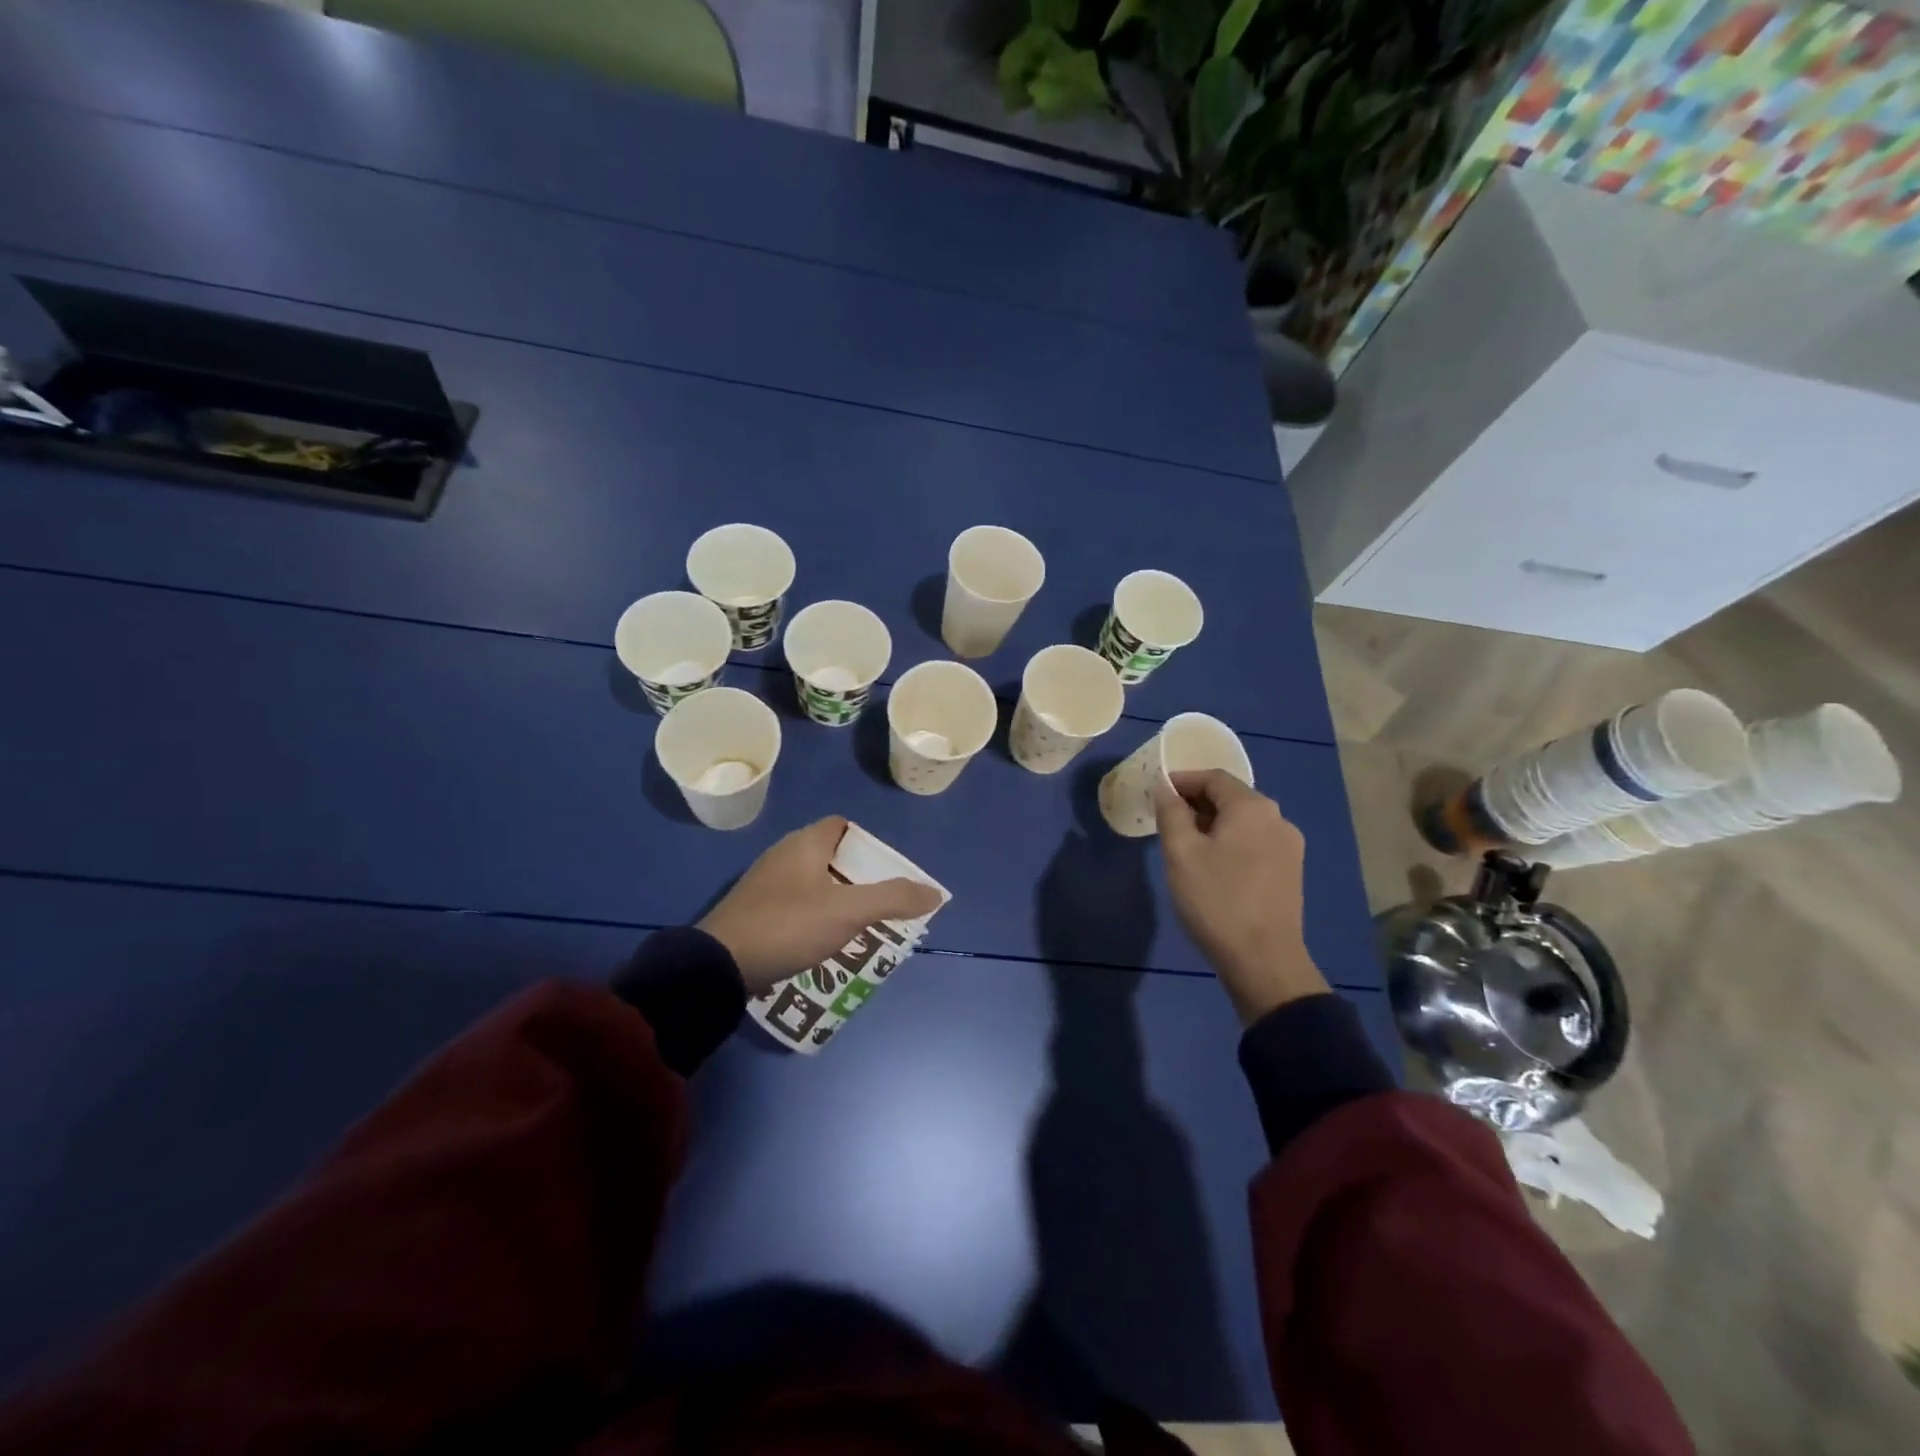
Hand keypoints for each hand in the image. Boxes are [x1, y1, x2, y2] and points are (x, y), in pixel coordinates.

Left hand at [698, 817, 943, 993]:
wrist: (719, 966)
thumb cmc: (789, 925)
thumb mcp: (848, 911)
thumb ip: (893, 898)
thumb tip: (934, 892)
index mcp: (804, 844)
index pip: (842, 826)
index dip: (868, 843)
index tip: (887, 871)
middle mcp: (783, 856)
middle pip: (830, 857)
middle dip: (858, 877)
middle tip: (881, 903)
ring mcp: (765, 886)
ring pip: (813, 884)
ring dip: (837, 901)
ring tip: (860, 927)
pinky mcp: (753, 914)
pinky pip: (795, 907)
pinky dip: (814, 919)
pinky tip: (824, 943)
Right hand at [1153, 770, 1328, 1024]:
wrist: (1264, 960)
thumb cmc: (1216, 900)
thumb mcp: (1181, 853)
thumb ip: (1171, 813)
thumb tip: (1165, 788)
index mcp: (1252, 807)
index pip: (1213, 777)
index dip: (1182, 780)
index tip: (1156, 793)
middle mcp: (1277, 818)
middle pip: (1231, 798)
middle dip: (1196, 803)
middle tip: (1166, 820)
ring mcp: (1289, 847)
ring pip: (1244, 822)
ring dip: (1213, 824)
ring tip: (1186, 845)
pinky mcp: (1291, 872)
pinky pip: (1255, 843)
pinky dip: (1231, 843)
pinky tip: (1213, 866)